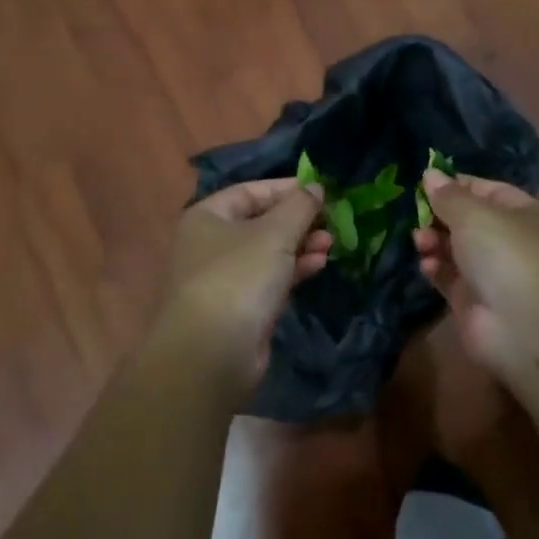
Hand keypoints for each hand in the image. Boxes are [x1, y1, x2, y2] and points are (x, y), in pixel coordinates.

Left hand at [162, 179, 330, 384]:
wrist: (213, 351)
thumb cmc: (239, 276)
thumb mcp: (276, 232)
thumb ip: (300, 206)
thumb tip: (316, 186)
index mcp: (207, 216)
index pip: (250, 191)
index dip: (286, 188)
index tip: (321, 191)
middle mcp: (210, 243)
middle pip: (261, 222)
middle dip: (298, 221)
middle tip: (330, 222)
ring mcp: (224, 278)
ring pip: (268, 252)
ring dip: (301, 246)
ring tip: (331, 244)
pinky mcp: (240, 307)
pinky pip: (270, 279)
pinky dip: (293, 270)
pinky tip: (319, 265)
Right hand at [413, 170, 538, 375]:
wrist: (524, 325)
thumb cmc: (505, 252)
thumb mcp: (474, 214)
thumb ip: (448, 195)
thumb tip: (430, 174)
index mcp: (520, 212)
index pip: (484, 189)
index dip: (454, 185)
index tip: (423, 183)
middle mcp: (507, 240)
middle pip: (465, 220)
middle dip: (438, 216)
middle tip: (417, 216)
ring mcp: (489, 272)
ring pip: (453, 249)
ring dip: (433, 241)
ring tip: (421, 241)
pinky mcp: (470, 300)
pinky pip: (446, 276)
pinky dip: (434, 268)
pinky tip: (427, 265)